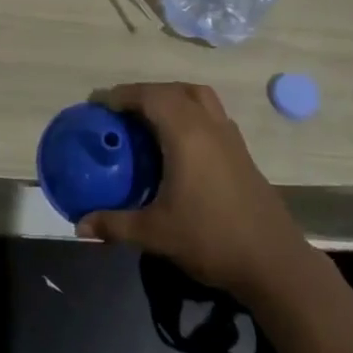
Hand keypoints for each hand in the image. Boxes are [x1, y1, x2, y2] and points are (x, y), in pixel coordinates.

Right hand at [75, 83, 306, 297]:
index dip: (121, 95)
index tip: (98, 104)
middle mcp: (208, 124)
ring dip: (171, 97)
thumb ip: (115, 225)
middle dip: (143, 93)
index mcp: (186, 133)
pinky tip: (180, 142)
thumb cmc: (211, 238)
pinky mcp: (241, 151)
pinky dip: (190, 112)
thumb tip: (80, 225)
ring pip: (197, 96)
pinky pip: (211, 113)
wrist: (273, 262)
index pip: (149, 96)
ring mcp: (229, 135)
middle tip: (119, 112)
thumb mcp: (156, 233)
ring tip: (149, 117)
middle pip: (172, 90)